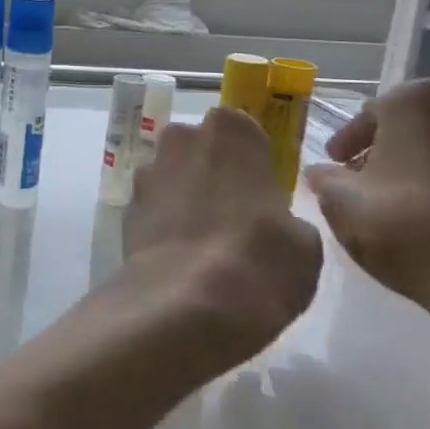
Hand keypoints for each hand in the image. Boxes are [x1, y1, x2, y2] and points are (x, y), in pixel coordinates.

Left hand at [117, 107, 323, 366]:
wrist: (186, 300)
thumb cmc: (260, 259)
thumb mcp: (303, 241)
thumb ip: (284, 216)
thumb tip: (271, 222)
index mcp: (230, 132)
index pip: (240, 128)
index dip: (248, 158)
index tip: (259, 187)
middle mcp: (181, 140)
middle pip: (198, 148)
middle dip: (211, 172)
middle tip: (233, 215)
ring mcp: (148, 173)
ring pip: (171, 177)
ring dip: (184, 198)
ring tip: (205, 243)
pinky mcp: (126, 209)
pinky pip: (153, 209)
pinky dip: (164, 225)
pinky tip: (180, 258)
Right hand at [302, 78, 429, 325]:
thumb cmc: (406, 227)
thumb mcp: (340, 201)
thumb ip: (324, 178)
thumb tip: (321, 172)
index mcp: (419, 102)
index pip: (370, 113)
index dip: (347, 141)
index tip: (334, 164)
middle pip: (409, 127)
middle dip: (383, 150)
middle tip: (358, 180)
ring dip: (413, 168)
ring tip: (390, 203)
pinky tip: (425, 218)